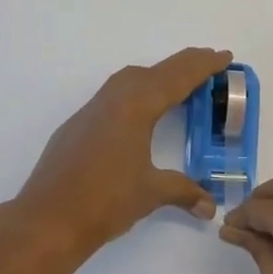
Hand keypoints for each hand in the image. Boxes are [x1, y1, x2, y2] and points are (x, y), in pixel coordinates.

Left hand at [13, 48, 226, 254]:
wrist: (48, 217)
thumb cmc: (105, 200)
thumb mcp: (150, 192)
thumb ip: (183, 191)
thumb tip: (209, 206)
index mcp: (137, 105)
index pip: (178, 78)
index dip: (203, 66)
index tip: (224, 56)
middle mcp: (116, 97)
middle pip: (157, 71)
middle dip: (185, 65)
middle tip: (209, 61)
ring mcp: (93, 108)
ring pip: (132, 78)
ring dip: (158, 74)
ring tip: (179, 81)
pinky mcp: (79, 122)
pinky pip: (115, 92)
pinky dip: (136, 89)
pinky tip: (139, 107)